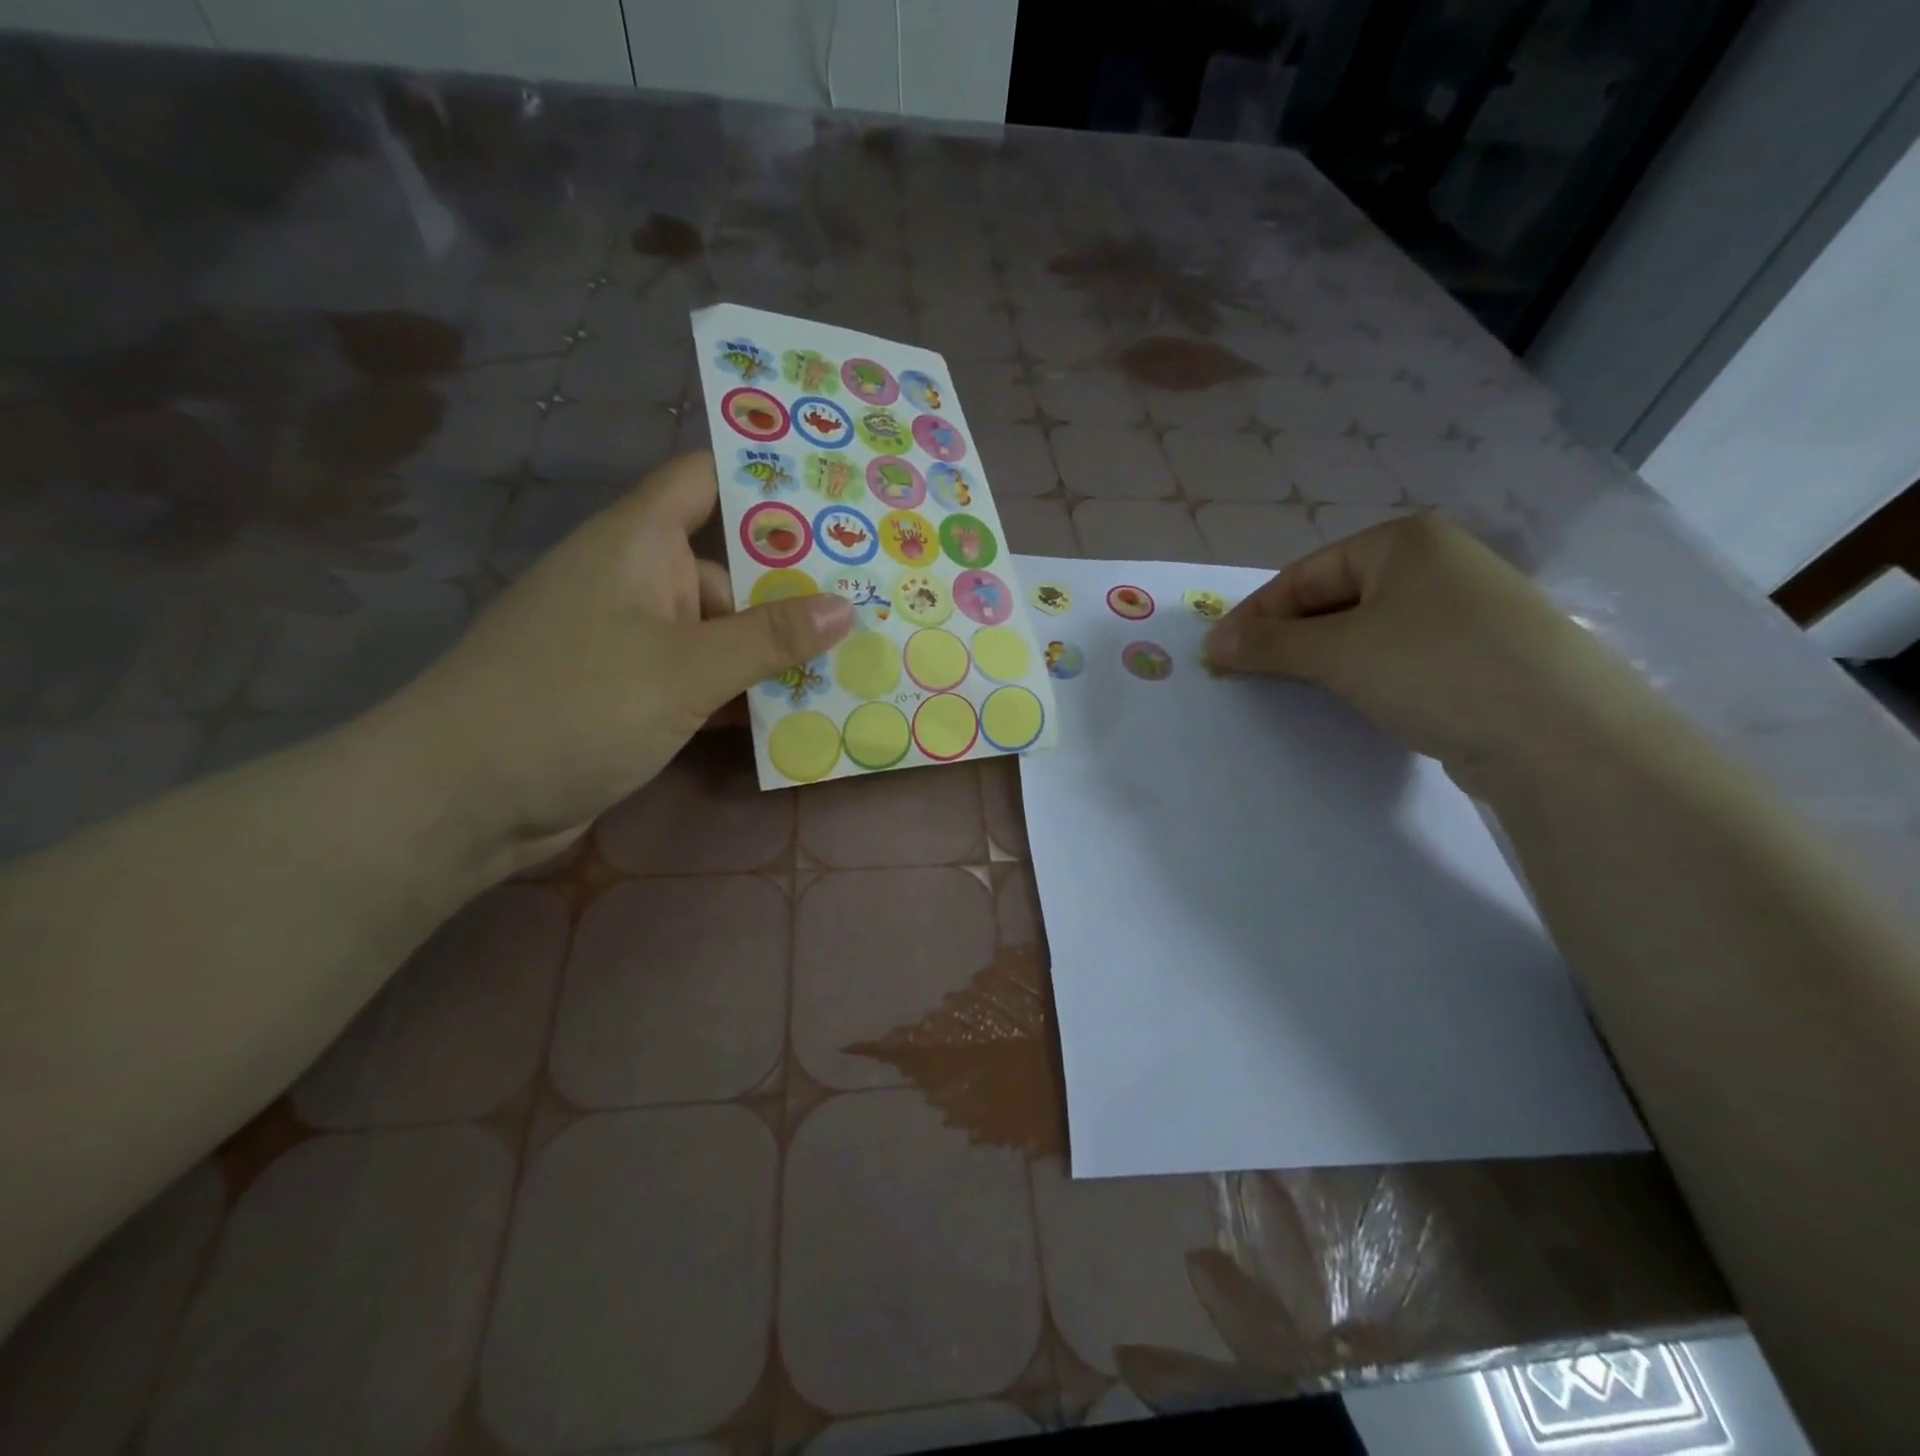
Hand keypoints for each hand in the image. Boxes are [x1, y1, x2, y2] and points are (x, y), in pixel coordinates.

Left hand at [382, 453, 852, 863]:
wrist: (462, 801)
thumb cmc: (573, 706)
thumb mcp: (685, 669)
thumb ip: (769, 638)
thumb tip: (846, 607)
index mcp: (639, 543)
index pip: (705, 481)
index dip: (765, 480)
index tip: (835, 496)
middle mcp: (638, 581)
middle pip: (730, 569)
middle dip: (795, 590)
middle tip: (875, 602)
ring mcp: (635, 641)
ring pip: (722, 633)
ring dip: (775, 653)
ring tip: (854, 663)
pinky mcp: (634, 693)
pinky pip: (703, 679)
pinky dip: (743, 694)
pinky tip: (797, 714)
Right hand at [1201, 515, 1666, 792]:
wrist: (1561, 736)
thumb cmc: (1436, 668)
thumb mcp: (1339, 652)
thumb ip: (1269, 644)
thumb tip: (1212, 644)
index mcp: (1404, 541)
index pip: (1304, 574)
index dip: (1256, 614)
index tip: (1218, 654)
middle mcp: (1436, 564)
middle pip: (1334, 598)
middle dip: (1287, 638)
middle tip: (1247, 675)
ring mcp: (1463, 610)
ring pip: (1366, 630)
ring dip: (1321, 659)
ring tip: (1289, 690)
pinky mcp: (1478, 655)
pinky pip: (1398, 656)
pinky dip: (1363, 675)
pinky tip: (1349, 700)